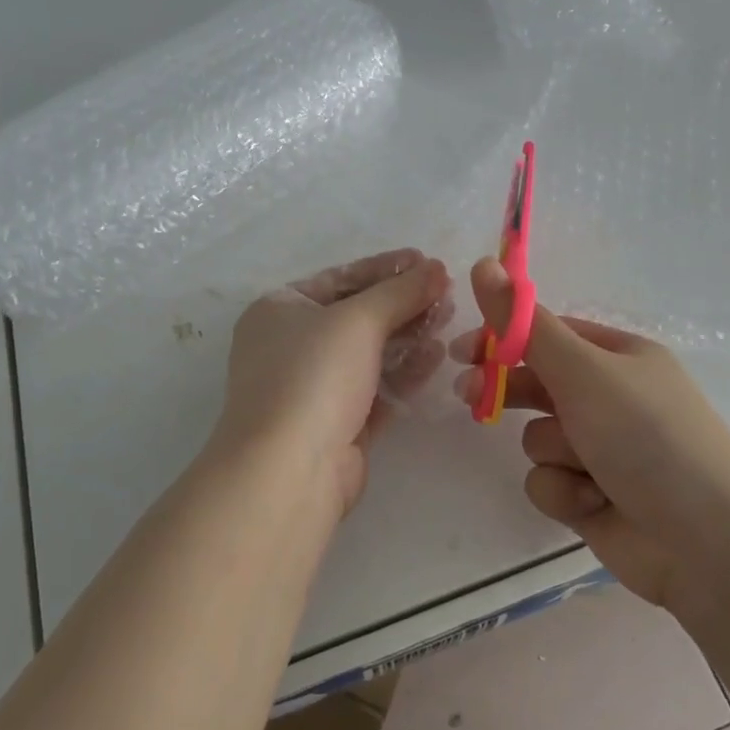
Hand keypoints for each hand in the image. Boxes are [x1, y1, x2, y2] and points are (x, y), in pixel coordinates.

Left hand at [212, 249, 451, 514]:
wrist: (290, 470)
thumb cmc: (313, 376)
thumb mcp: (358, 320)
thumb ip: (401, 291)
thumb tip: (436, 266)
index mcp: (280, 309)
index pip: (340, 277)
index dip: (385, 268)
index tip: (426, 259)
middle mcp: (292, 344)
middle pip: (357, 314)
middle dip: (402, 302)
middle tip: (446, 291)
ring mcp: (314, 386)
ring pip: (370, 351)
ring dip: (409, 334)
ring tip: (449, 317)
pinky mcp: (338, 422)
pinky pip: (377, 385)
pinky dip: (405, 369)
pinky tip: (437, 354)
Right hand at [451, 257, 729, 606]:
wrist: (708, 542)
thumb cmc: (646, 436)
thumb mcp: (582, 370)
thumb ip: (524, 323)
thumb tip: (482, 263)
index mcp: (618, 357)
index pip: (547, 335)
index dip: (503, 339)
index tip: (463, 350)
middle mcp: (610, 398)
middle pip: (537, 384)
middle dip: (506, 391)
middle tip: (468, 394)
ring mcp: (602, 450)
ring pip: (539, 439)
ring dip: (554, 452)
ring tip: (586, 467)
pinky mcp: (593, 496)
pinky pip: (549, 482)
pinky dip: (565, 491)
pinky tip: (593, 502)